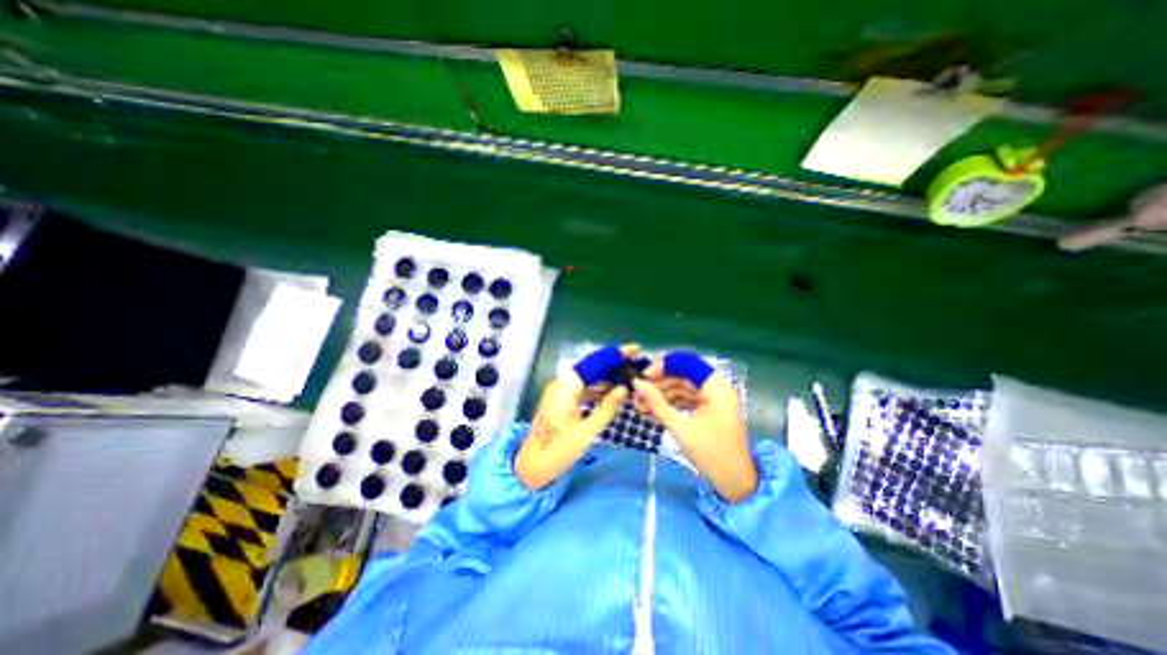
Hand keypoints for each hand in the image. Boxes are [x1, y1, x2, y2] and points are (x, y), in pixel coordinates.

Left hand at [512, 345, 636, 487]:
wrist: (532, 467)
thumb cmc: (559, 450)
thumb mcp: (588, 430)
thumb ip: (607, 407)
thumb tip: (625, 389)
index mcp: (566, 386)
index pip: (594, 363)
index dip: (614, 355)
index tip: (634, 349)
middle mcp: (562, 383)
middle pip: (591, 368)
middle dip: (612, 366)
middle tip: (635, 364)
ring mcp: (560, 392)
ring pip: (587, 379)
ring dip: (606, 379)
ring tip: (628, 378)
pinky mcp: (561, 401)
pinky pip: (582, 390)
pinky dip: (597, 390)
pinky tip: (613, 393)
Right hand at [630, 353, 757, 501]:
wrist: (735, 483)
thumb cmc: (711, 455)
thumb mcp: (680, 429)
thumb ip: (657, 404)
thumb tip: (637, 384)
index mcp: (716, 389)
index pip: (687, 364)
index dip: (664, 366)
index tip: (643, 376)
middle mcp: (717, 389)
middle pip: (684, 376)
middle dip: (659, 384)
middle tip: (637, 393)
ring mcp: (713, 400)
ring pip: (683, 388)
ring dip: (662, 395)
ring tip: (640, 405)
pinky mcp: (709, 410)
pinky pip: (687, 400)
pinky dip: (671, 404)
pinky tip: (652, 412)